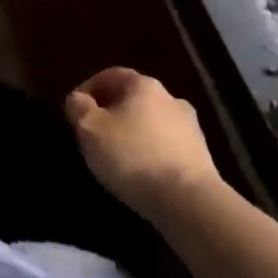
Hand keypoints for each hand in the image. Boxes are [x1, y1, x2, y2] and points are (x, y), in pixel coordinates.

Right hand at [65, 67, 220, 218]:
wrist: (189, 202)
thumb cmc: (132, 156)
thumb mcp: (89, 128)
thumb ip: (78, 107)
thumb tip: (78, 99)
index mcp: (143, 85)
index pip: (110, 75)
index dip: (89, 89)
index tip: (75, 111)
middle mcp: (170, 98)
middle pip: (133, 98)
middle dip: (112, 112)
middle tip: (95, 133)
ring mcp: (191, 128)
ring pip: (152, 123)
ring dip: (134, 133)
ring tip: (118, 158)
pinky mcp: (202, 157)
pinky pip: (167, 147)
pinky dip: (152, 153)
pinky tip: (142, 174)